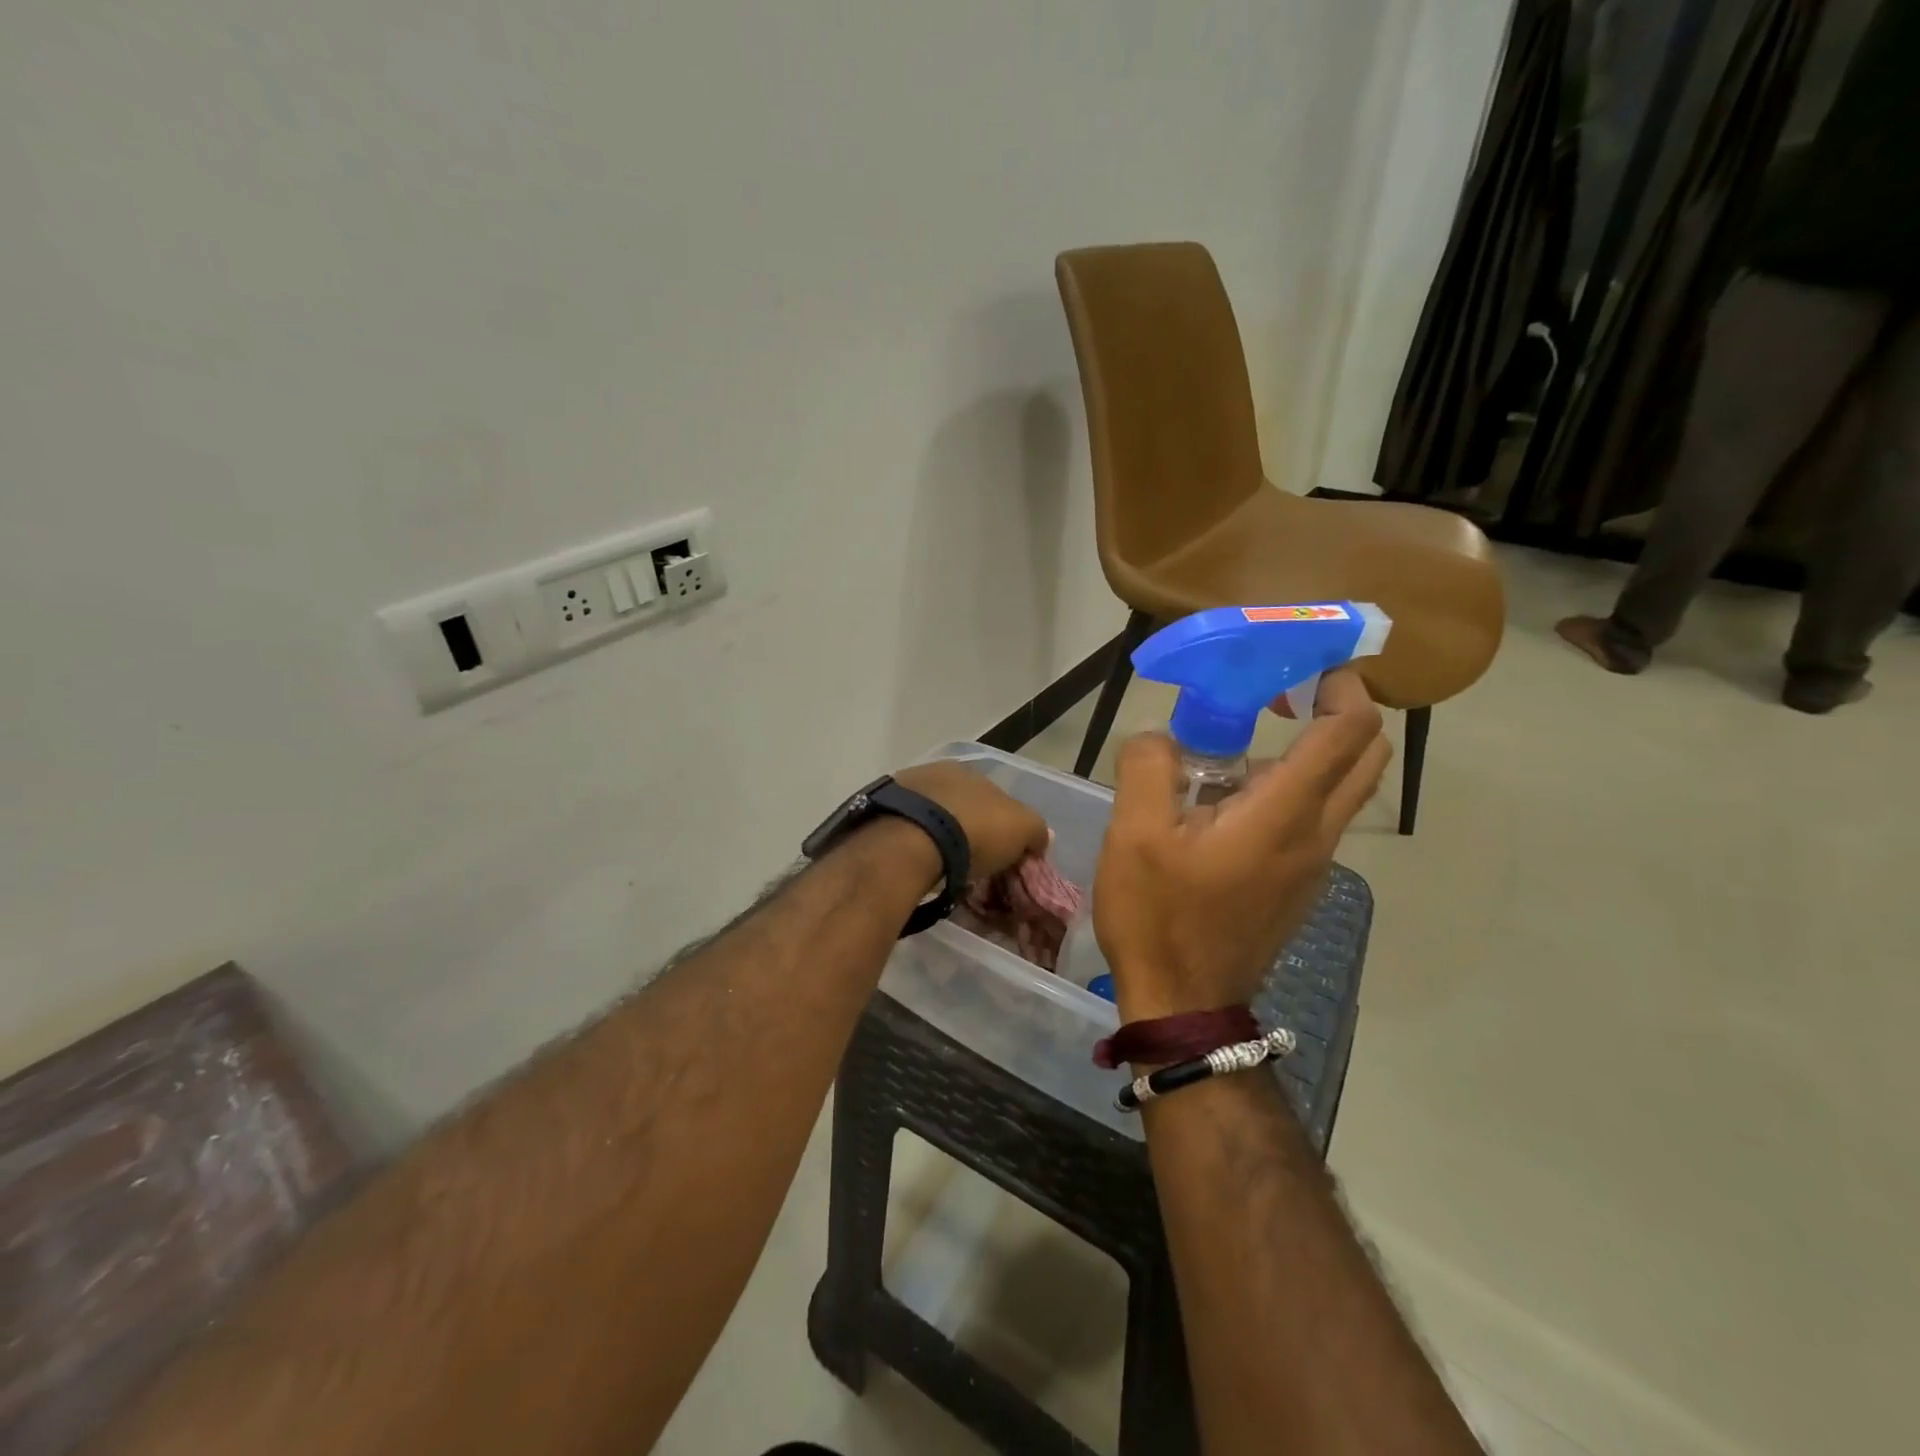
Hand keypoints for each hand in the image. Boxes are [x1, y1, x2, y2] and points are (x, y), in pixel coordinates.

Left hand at [893, 762, 1050, 882]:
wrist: (910, 843)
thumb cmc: (973, 830)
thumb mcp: (1021, 829)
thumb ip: (1035, 830)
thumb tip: (1041, 837)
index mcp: (966, 770)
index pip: (991, 795)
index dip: (1000, 824)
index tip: (1001, 852)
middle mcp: (931, 773)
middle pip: (957, 804)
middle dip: (966, 829)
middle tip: (972, 862)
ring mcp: (900, 792)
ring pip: (928, 817)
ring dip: (937, 838)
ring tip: (943, 868)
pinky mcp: (875, 816)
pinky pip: (904, 833)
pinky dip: (913, 847)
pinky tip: (918, 867)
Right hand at [1092, 668, 1391, 1019]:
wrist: (1184, 1002)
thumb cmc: (1159, 915)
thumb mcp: (1133, 833)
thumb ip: (1148, 766)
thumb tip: (1160, 738)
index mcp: (1284, 813)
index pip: (1349, 732)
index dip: (1342, 686)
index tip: (1306, 663)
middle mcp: (1317, 834)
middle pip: (1366, 756)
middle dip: (1343, 710)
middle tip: (1288, 691)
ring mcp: (1314, 863)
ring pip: (1344, 788)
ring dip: (1316, 748)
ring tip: (1245, 737)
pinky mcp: (1298, 883)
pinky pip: (1316, 817)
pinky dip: (1296, 784)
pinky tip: (1231, 794)